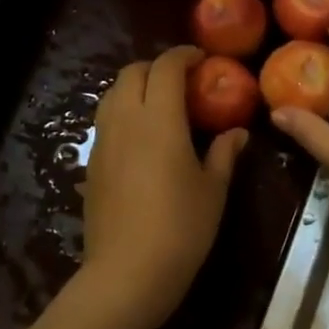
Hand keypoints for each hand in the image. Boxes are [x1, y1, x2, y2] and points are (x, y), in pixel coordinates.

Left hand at [76, 45, 248, 328]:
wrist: (127, 273)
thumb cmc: (181, 228)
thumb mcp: (213, 189)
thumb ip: (224, 153)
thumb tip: (237, 132)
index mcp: (159, 119)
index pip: (165, 67)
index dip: (183, 55)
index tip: (201, 58)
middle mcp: (125, 121)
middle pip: (132, 72)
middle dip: (157, 67)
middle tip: (183, 82)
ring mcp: (103, 142)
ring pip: (112, 94)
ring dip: (136, 87)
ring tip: (161, 105)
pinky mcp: (91, 164)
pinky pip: (106, 121)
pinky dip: (124, 113)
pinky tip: (143, 138)